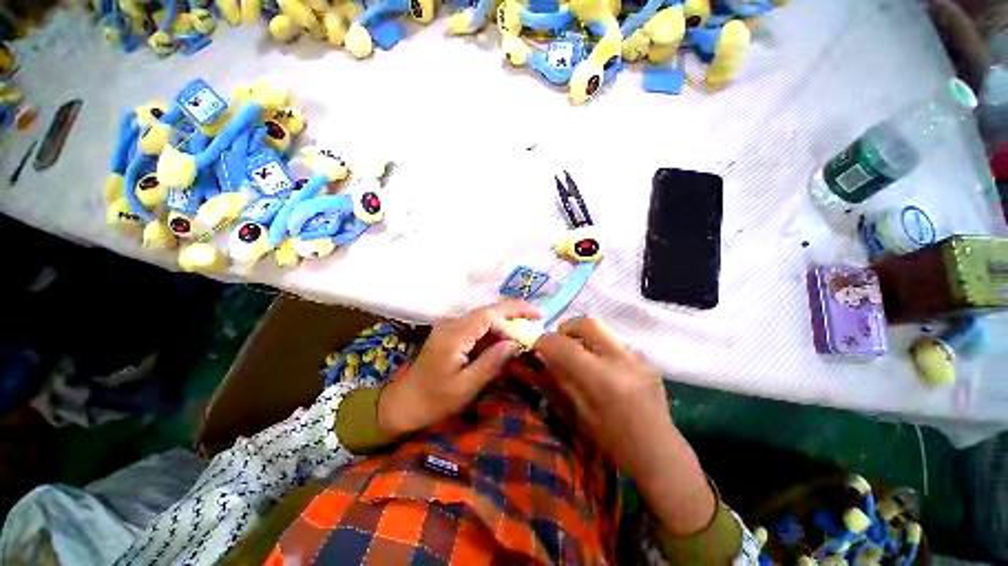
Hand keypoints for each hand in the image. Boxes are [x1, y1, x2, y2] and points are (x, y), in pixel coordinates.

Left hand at [378, 300, 540, 437]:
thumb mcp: (466, 386)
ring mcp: (450, 326)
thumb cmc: (434, 400)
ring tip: (526, 327)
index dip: (514, 315)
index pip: (489, 314)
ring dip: (505, 320)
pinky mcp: (451, 333)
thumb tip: (515, 343)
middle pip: (488, 310)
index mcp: (455, 334)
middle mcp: (452, 323)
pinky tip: (506, 336)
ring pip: (484, 316)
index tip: (535, 322)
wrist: (403, 403)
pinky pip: (477, 325)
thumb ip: (491, 362)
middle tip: (537, 317)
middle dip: (514, 312)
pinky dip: (494, 329)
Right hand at [535, 317, 714, 534]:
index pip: (566, 346)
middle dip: (567, 327)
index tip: (537, 345)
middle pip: (589, 324)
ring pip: (603, 332)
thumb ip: (562, 381)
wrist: (661, 454)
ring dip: (584, 337)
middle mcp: (622, 361)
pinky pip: (615, 345)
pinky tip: (600, 368)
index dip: (546, 341)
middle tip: (559, 341)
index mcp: (603, 380)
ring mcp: (638, 359)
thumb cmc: (615, 443)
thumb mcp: (580, 414)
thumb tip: (545, 358)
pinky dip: (599, 349)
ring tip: (578, 354)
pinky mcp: (646, 362)